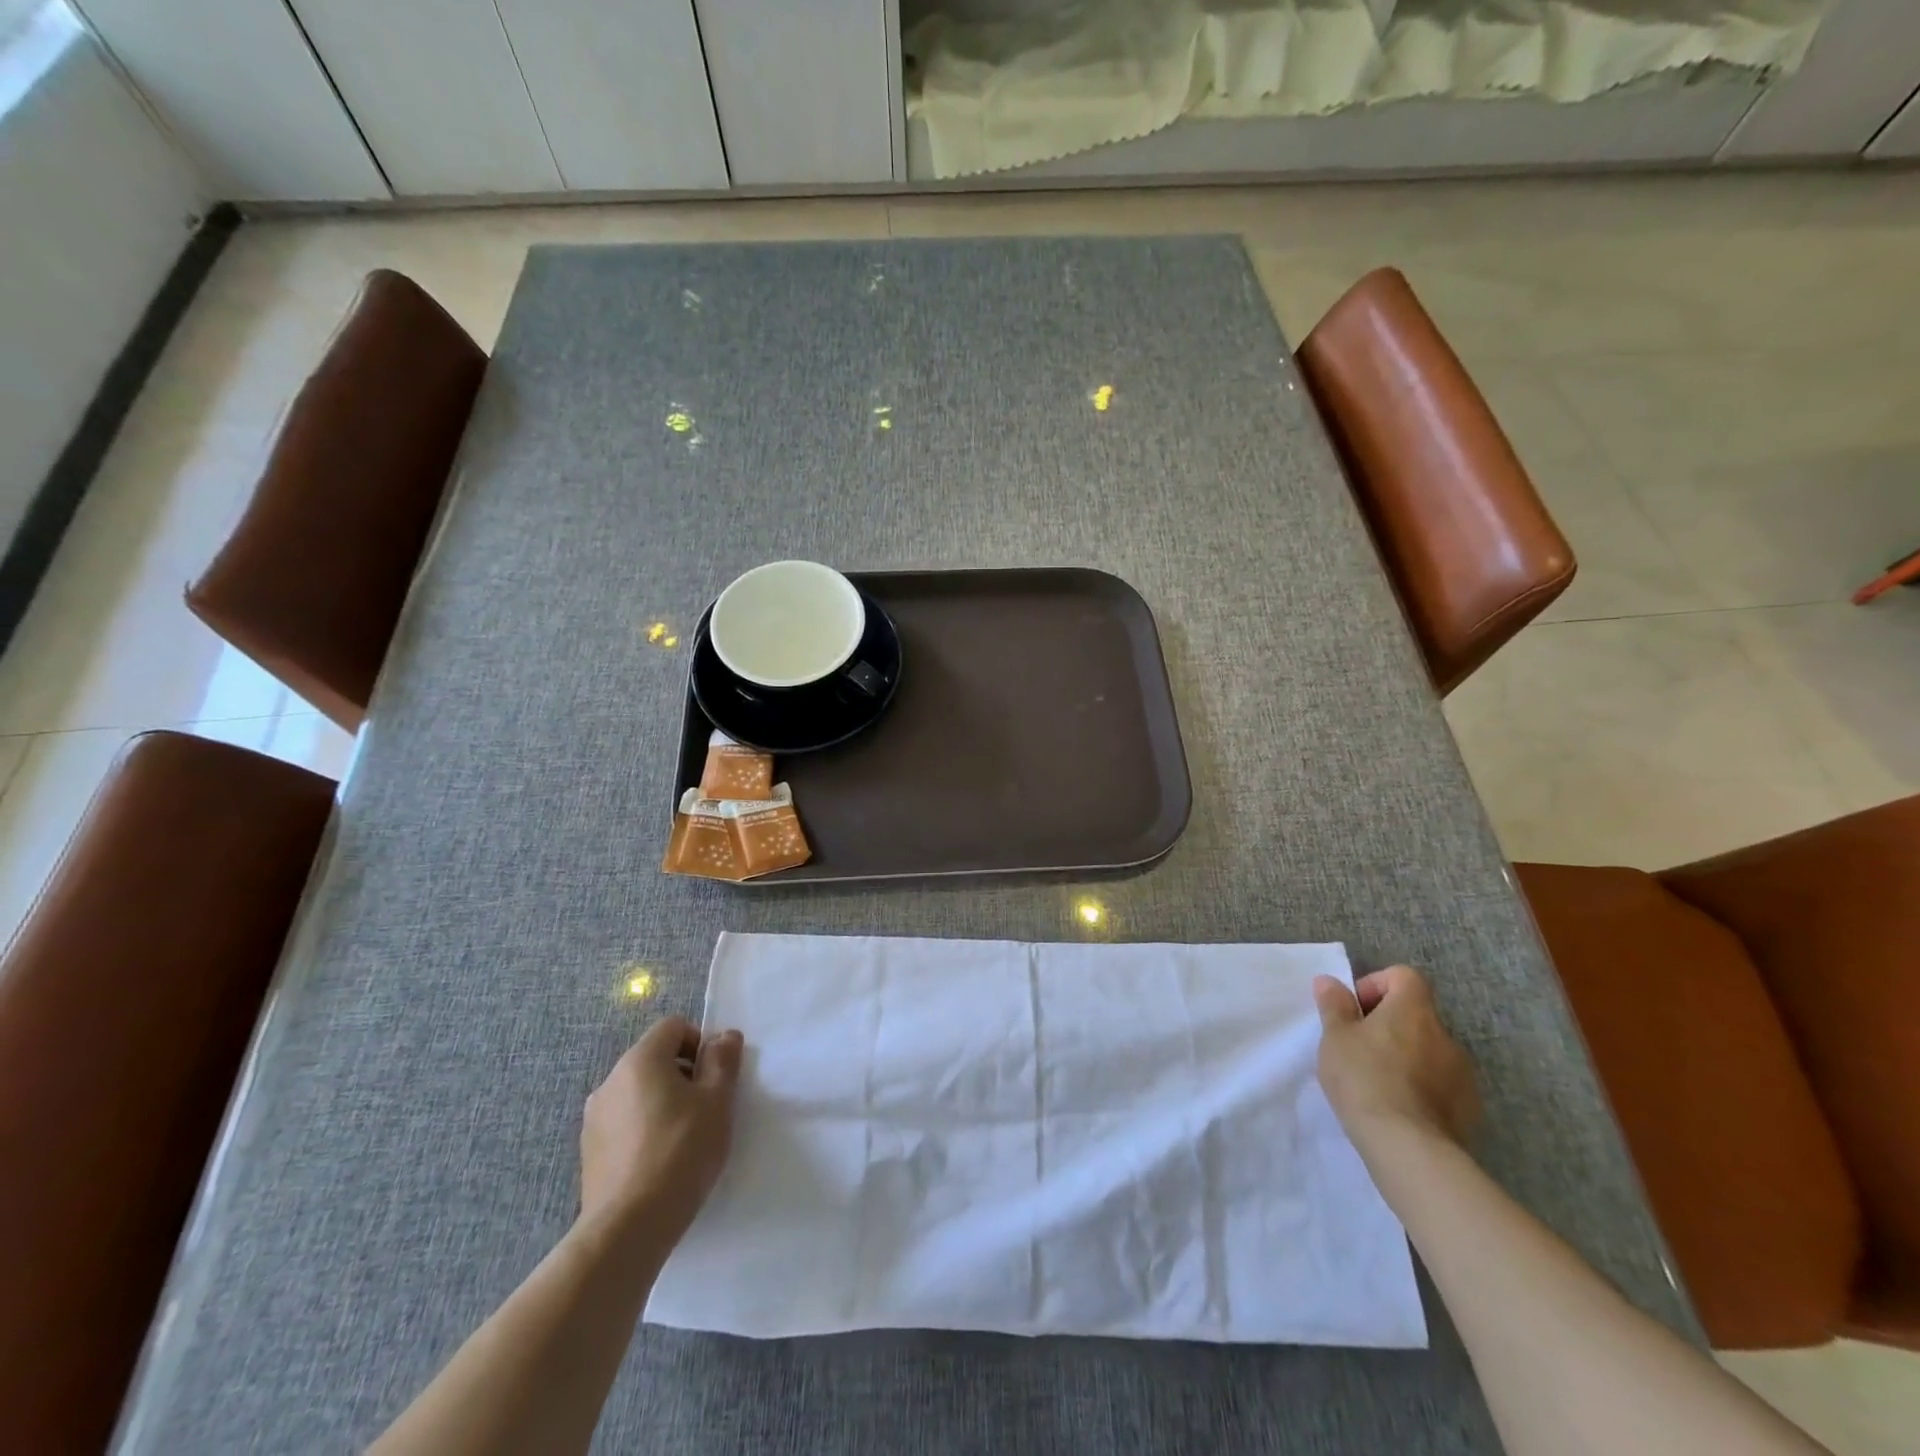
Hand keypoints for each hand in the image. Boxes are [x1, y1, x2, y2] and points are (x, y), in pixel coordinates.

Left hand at [580, 1016, 743, 1240]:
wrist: (628, 1228)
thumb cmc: (681, 1152)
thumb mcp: (717, 1101)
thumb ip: (723, 1060)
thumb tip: (724, 1036)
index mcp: (640, 1060)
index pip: (674, 1027)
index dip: (699, 1043)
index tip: (714, 1078)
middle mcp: (611, 1080)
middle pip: (655, 1058)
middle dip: (683, 1074)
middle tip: (705, 1109)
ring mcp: (594, 1117)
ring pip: (639, 1091)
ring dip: (663, 1102)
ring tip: (683, 1139)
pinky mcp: (589, 1151)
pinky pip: (624, 1122)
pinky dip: (643, 1128)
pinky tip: (659, 1161)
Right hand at [1313, 965, 1479, 1157]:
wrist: (1409, 1147)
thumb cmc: (1365, 1078)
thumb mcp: (1335, 1037)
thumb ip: (1334, 1005)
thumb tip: (1330, 981)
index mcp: (1413, 1010)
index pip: (1404, 976)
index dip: (1377, 985)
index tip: (1356, 1011)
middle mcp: (1444, 1034)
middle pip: (1416, 1015)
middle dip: (1388, 1026)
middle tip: (1359, 1049)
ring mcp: (1462, 1073)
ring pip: (1429, 1050)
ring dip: (1406, 1057)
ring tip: (1378, 1083)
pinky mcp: (1469, 1107)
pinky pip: (1442, 1083)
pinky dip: (1422, 1087)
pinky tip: (1399, 1108)